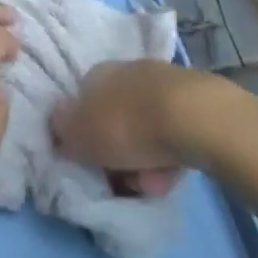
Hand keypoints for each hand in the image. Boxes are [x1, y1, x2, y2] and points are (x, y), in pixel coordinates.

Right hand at [52, 59, 253, 196]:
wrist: (197, 119)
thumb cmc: (129, 125)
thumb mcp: (81, 135)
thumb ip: (64, 131)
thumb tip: (59, 124)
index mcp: (97, 72)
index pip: (82, 101)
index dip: (83, 134)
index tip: (89, 160)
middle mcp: (129, 71)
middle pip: (115, 118)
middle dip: (117, 152)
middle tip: (121, 179)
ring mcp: (165, 84)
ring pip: (145, 130)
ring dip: (144, 161)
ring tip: (151, 185)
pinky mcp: (196, 102)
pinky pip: (173, 134)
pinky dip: (169, 157)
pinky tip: (172, 176)